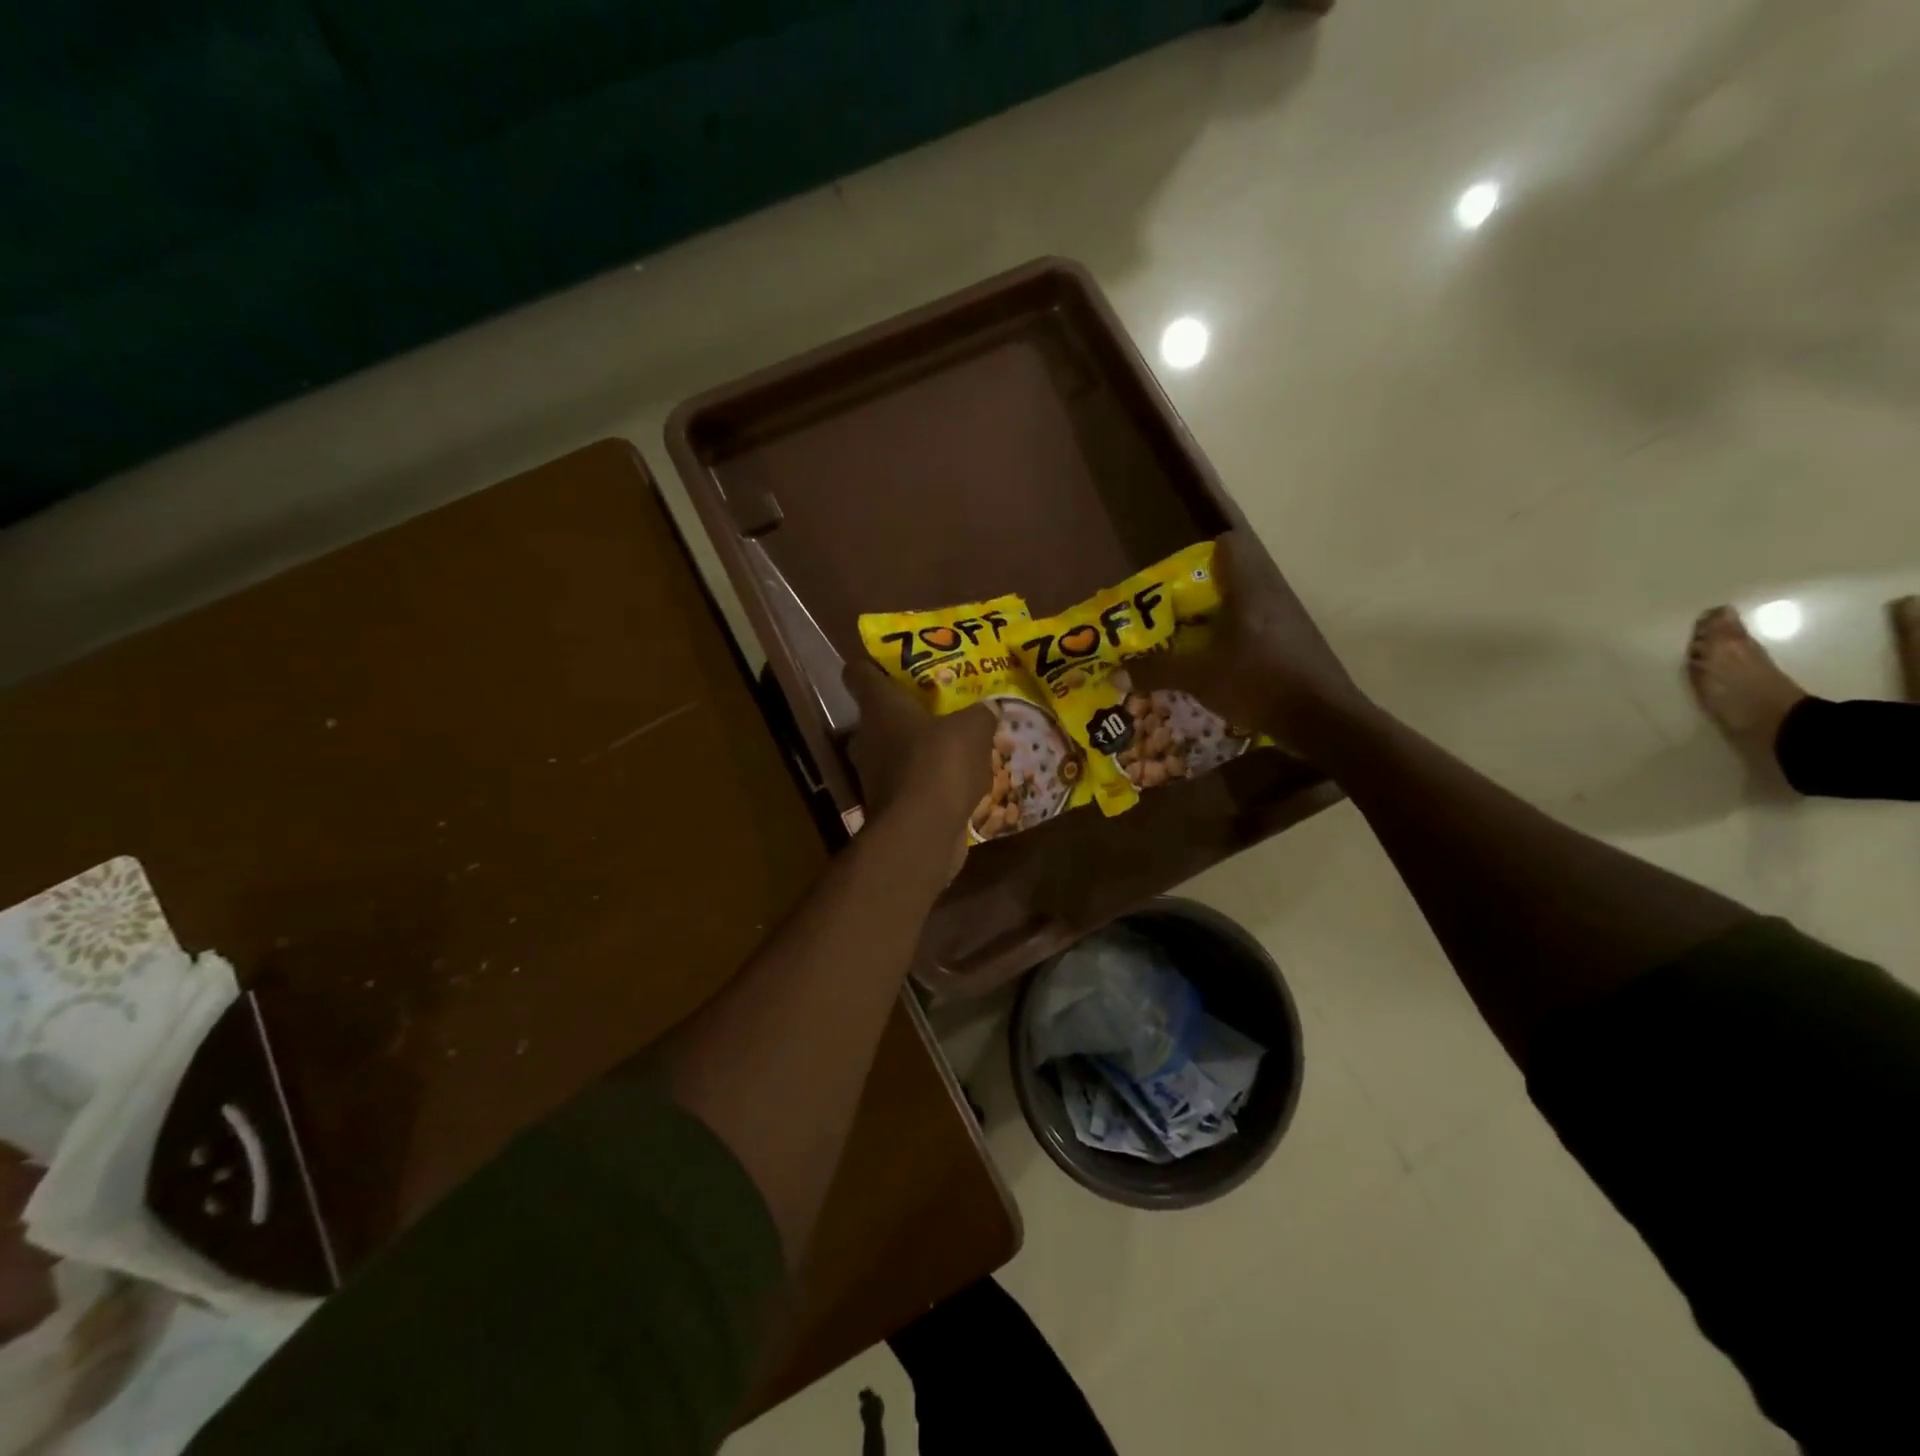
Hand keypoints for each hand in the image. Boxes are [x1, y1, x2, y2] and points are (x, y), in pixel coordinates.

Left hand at [842, 661, 993, 835]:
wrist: (920, 834)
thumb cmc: (939, 765)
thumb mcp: (973, 729)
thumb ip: (980, 715)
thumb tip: (988, 709)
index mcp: (879, 707)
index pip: (858, 673)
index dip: (870, 665)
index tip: (889, 665)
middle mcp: (867, 738)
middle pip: (876, 716)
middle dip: (903, 712)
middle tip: (936, 707)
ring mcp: (873, 775)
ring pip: (892, 752)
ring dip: (916, 750)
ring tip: (953, 746)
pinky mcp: (887, 807)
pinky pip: (907, 784)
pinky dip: (925, 782)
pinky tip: (956, 783)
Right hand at [1128, 530, 1366, 742]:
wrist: (1323, 720)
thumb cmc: (1259, 683)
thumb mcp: (1199, 677)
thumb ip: (1157, 671)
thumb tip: (1114, 674)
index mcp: (1250, 589)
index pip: (1229, 544)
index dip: (1199, 555)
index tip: (1173, 583)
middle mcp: (1273, 595)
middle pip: (1232, 578)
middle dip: (1198, 597)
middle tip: (1169, 619)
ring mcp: (1288, 621)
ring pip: (1245, 607)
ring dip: (1216, 622)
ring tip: (1187, 646)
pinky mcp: (1295, 646)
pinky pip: (1257, 631)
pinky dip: (1235, 642)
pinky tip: (1218, 668)